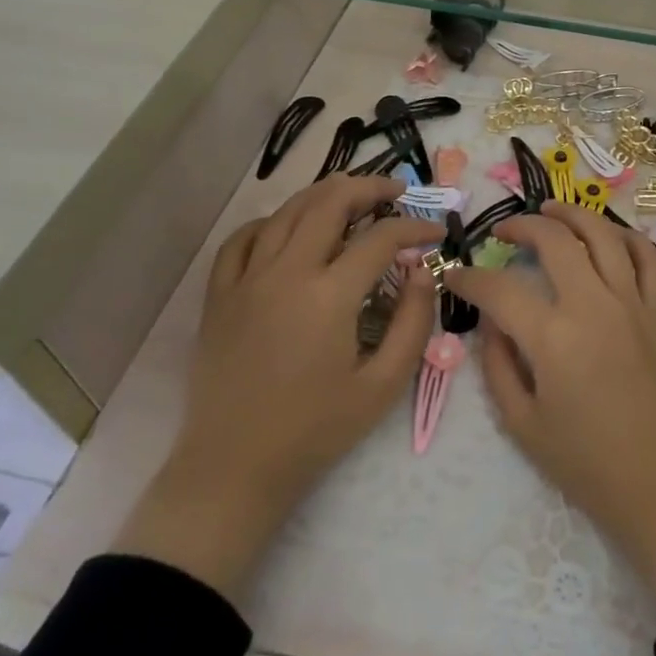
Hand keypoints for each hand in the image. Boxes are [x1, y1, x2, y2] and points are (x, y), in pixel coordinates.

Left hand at [115, 176, 441, 593]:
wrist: (234, 467)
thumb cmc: (316, 430)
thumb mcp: (383, 385)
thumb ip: (413, 323)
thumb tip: (423, 272)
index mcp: (329, 295)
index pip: (381, 238)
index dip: (415, 227)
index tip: (436, 232)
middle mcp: (286, 273)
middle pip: (329, 203)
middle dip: (370, 188)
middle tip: (397, 192)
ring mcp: (246, 280)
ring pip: (287, 211)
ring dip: (324, 194)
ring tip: (352, 197)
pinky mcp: (220, 295)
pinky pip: (242, 240)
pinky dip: (270, 222)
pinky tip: (288, 229)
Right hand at [446, 203, 655, 609]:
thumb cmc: (587, 464)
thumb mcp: (523, 424)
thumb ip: (498, 365)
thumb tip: (491, 322)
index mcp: (554, 337)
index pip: (500, 290)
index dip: (470, 278)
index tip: (455, 276)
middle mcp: (594, 305)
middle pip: (555, 240)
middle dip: (521, 227)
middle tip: (502, 233)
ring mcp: (633, 303)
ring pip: (603, 234)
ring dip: (573, 214)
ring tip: (550, 211)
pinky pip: (647, 258)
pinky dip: (626, 236)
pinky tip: (607, 236)